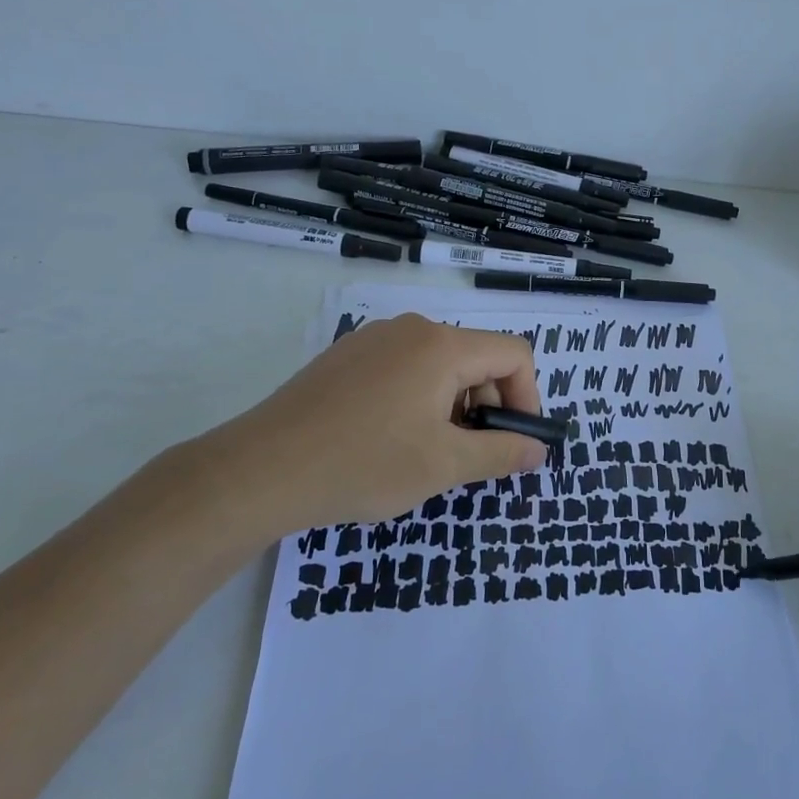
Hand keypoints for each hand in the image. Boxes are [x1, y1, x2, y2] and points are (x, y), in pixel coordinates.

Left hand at [181, 314, 548, 539]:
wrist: (260, 469)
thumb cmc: (363, 463)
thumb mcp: (443, 466)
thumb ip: (501, 453)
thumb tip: (538, 450)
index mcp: (441, 346)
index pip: (514, 354)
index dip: (527, 398)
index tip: (513, 442)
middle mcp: (411, 329)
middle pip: (476, 357)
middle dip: (487, 405)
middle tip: (467, 456)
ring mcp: (373, 339)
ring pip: (439, 364)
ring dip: (452, 405)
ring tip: (426, 453)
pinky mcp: (346, 356)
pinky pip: (403, 368)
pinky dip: (418, 398)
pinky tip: (389, 439)